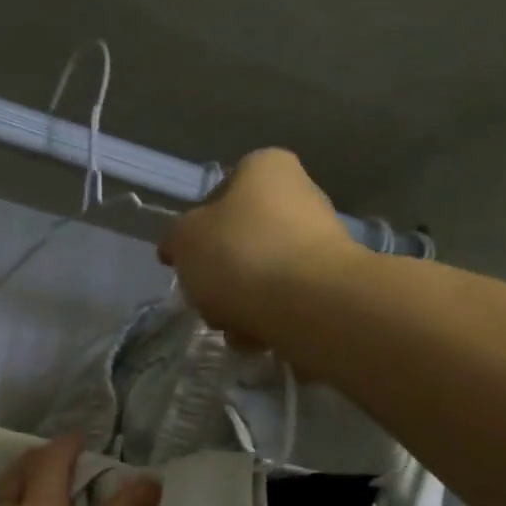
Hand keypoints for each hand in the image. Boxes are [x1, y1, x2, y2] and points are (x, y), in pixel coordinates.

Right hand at [158, 148, 357, 347]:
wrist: (310, 303)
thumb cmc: (241, 254)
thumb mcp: (185, 239)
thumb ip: (175, 238)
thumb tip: (177, 246)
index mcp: (265, 169)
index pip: (220, 192)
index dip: (197, 228)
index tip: (184, 258)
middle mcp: (299, 195)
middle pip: (239, 240)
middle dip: (218, 275)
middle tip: (206, 298)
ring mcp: (319, 241)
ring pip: (258, 275)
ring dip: (237, 303)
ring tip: (231, 324)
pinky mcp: (329, 283)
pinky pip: (282, 300)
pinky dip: (264, 319)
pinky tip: (256, 336)